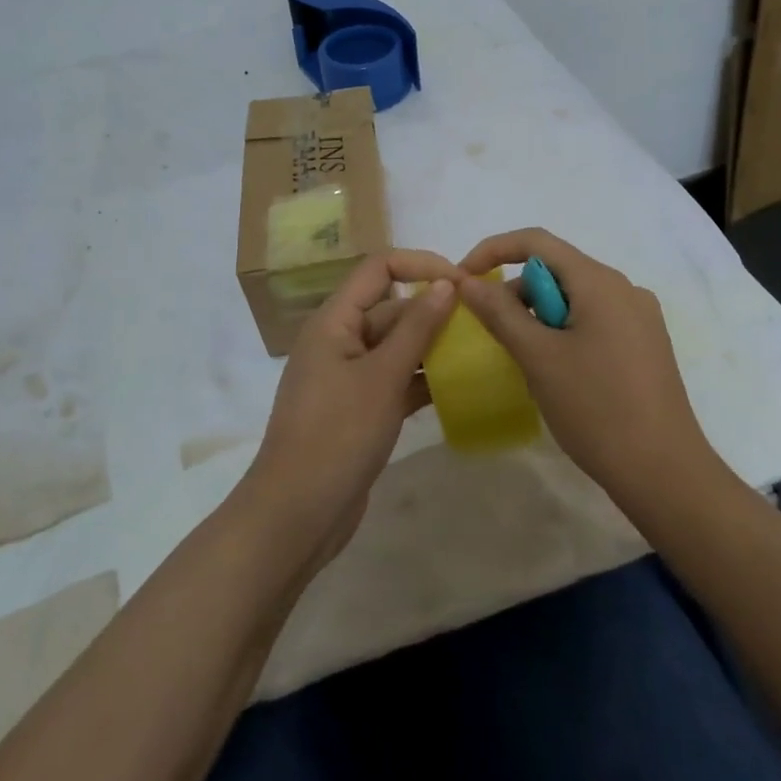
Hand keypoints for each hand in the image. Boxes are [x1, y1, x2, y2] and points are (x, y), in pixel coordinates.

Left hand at [242, 249, 462, 568]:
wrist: (297, 515)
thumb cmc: (337, 435)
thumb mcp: (382, 377)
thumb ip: (416, 328)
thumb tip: (447, 283)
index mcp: (334, 321)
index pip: (379, 268)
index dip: (421, 265)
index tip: (464, 283)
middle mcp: (339, 340)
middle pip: (391, 307)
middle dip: (434, 310)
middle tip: (484, 323)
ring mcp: (348, 376)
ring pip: (396, 345)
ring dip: (432, 346)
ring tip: (480, 350)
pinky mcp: (359, 408)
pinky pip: (395, 379)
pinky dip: (422, 379)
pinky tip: (459, 386)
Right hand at [457, 228, 710, 503]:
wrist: (665, 473)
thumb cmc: (596, 408)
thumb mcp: (538, 357)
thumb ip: (499, 312)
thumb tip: (468, 281)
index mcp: (600, 281)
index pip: (536, 241)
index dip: (493, 250)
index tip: (463, 280)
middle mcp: (624, 288)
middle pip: (556, 270)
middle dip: (517, 293)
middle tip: (493, 334)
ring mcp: (639, 318)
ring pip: (574, 298)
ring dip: (540, 317)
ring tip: (527, 361)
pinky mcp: (645, 345)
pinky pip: (593, 320)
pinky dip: (564, 332)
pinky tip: (558, 372)